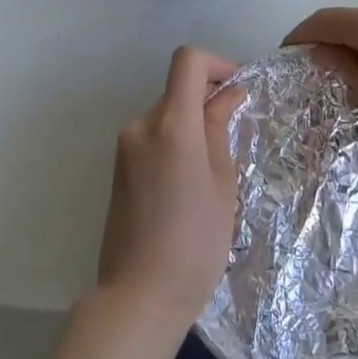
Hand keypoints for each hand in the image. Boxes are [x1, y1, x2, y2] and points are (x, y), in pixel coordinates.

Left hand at [96, 46, 242, 331]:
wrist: (139, 297)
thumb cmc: (195, 243)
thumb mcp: (222, 184)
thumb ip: (220, 130)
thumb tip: (227, 95)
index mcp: (172, 125)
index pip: (188, 61)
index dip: (217, 64)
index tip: (238, 89)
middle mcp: (142, 126)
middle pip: (178, 90)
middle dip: (208, 101)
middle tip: (235, 136)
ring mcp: (125, 147)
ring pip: (167, 115)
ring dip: (192, 124)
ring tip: (214, 170)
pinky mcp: (119, 168)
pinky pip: (153, 138)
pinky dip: (175, 142)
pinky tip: (189, 184)